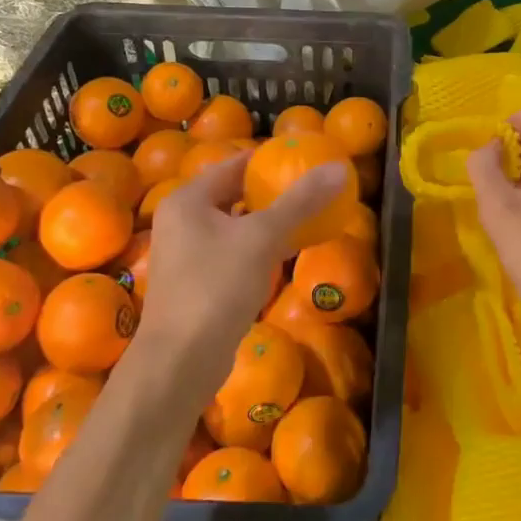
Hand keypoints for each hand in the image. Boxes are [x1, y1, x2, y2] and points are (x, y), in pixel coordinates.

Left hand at [139, 150, 348, 389]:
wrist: (181, 362)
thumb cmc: (216, 288)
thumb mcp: (263, 238)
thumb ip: (301, 202)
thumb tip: (340, 168)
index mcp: (188, 200)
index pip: (233, 164)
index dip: (269, 159)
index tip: (305, 158)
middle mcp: (182, 221)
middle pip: (234, 194)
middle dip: (271, 191)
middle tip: (311, 186)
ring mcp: (187, 255)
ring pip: (235, 226)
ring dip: (268, 221)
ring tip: (307, 215)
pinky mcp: (197, 284)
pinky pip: (234, 253)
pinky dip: (259, 248)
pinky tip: (288, 252)